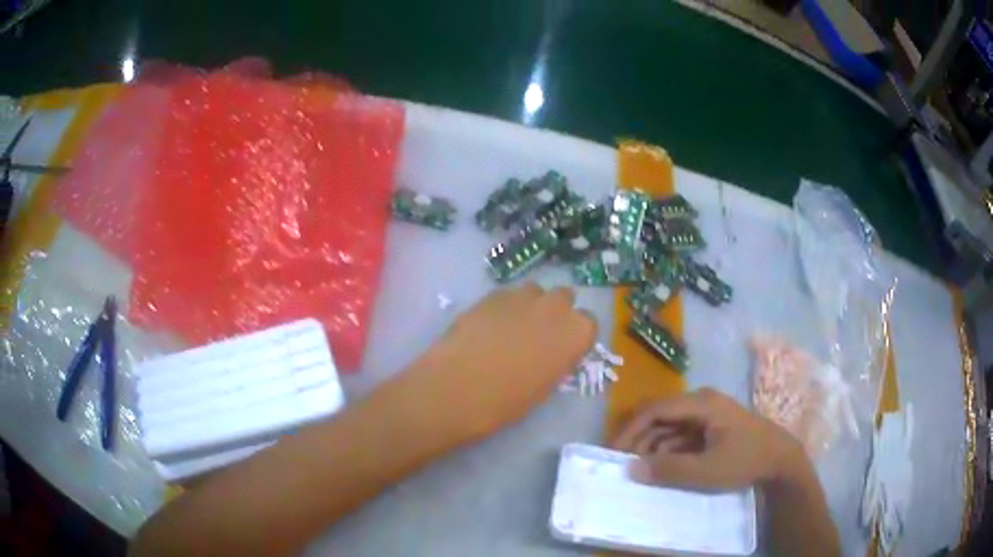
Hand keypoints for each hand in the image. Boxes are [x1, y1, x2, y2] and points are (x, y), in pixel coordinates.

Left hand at [402, 283, 596, 442]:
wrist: (459, 387)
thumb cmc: (508, 400)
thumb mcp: (545, 386)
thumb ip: (556, 360)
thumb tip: (551, 352)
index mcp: (577, 333)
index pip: (588, 323)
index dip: (574, 335)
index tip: (563, 348)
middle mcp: (556, 307)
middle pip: (564, 298)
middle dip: (555, 312)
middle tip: (538, 335)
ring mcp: (523, 296)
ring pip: (535, 291)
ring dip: (530, 305)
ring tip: (511, 327)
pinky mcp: (492, 293)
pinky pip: (507, 295)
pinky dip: (504, 307)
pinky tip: (488, 326)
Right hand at [612, 388, 803, 490]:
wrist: (781, 460)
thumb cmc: (745, 460)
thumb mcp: (706, 470)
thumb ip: (669, 470)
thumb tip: (631, 468)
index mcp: (701, 403)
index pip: (655, 410)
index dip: (631, 430)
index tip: (613, 453)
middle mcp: (701, 402)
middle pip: (660, 416)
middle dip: (639, 440)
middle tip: (624, 465)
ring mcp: (707, 414)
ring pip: (669, 426)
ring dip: (652, 447)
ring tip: (641, 471)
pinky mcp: (711, 427)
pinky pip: (681, 435)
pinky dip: (668, 451)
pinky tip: (662, 469)